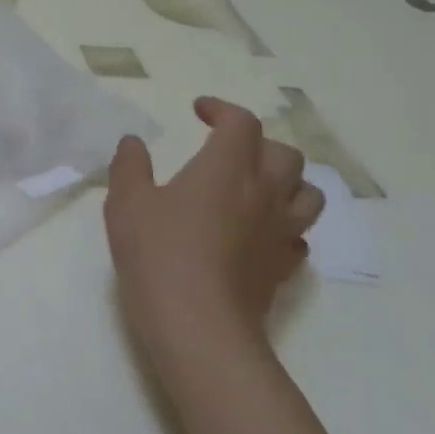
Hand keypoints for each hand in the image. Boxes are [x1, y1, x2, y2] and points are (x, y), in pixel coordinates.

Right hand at [105, 97, 324, 373]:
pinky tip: (259, 234)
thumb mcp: (127, 203)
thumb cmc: (158, 253)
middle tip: (227, 152)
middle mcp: (264, 192)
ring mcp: (280, 231)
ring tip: (257, 188)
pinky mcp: (284, 267)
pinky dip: (283, 225)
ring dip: (286, 182)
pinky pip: (297, 235)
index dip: (222, 109)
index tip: (199, 111)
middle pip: (284, 153)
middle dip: (257, 144)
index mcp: (227, 167)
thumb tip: (133, 142)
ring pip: (307, 192)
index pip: (241, 122)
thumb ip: (129, 166)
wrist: (198, 323)